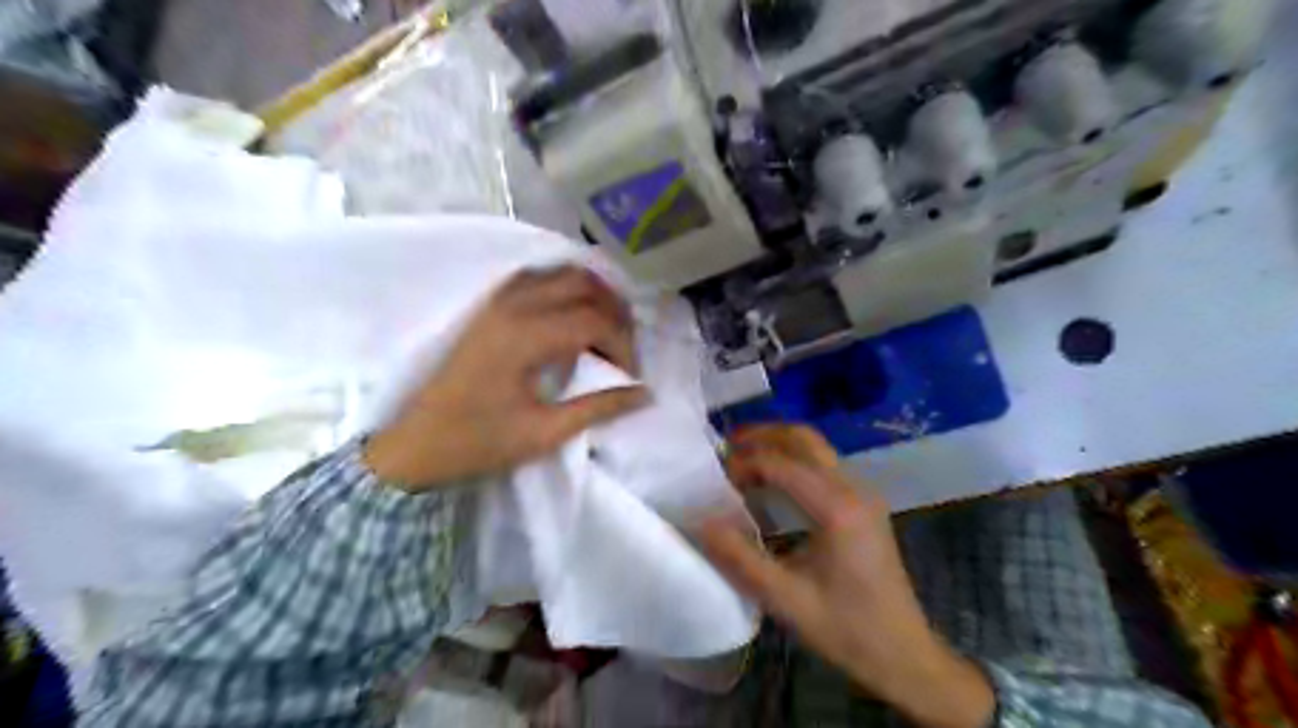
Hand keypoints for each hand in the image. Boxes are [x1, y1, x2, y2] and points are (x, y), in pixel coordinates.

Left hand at [362, 265, 647, 491]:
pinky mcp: (489, 307)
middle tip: (625, 349)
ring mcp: (497, 302)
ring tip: (607, 330)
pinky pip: (537, 279)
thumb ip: (598, 407)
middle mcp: (512, 306)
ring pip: (560, 274)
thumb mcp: (544, 433)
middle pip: (582, 284)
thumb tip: (644, 393)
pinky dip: (565, 289)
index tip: (630, 376)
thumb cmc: (478, 443)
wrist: (415, 445)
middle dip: (614, 312)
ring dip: (592, 295)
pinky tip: (573, 315)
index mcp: (524, 336)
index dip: (623, 344)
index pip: (594, 320)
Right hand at [701, 426, 995, 727]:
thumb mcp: (786, 600)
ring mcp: (862, 494)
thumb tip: (702, 522)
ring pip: (815, 448)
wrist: (904, 654)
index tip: (713, 477)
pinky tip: (770, 483)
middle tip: (724, 447)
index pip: (781, 464)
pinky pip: (823, 466)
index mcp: (837, 508)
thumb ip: (740, 559)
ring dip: (777, 446)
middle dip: (761, 436)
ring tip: (740, 460)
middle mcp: (853, 489)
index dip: (743, 464)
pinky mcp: (863, 505)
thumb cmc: (847, 629)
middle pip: (804, 439)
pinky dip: (792, 461)